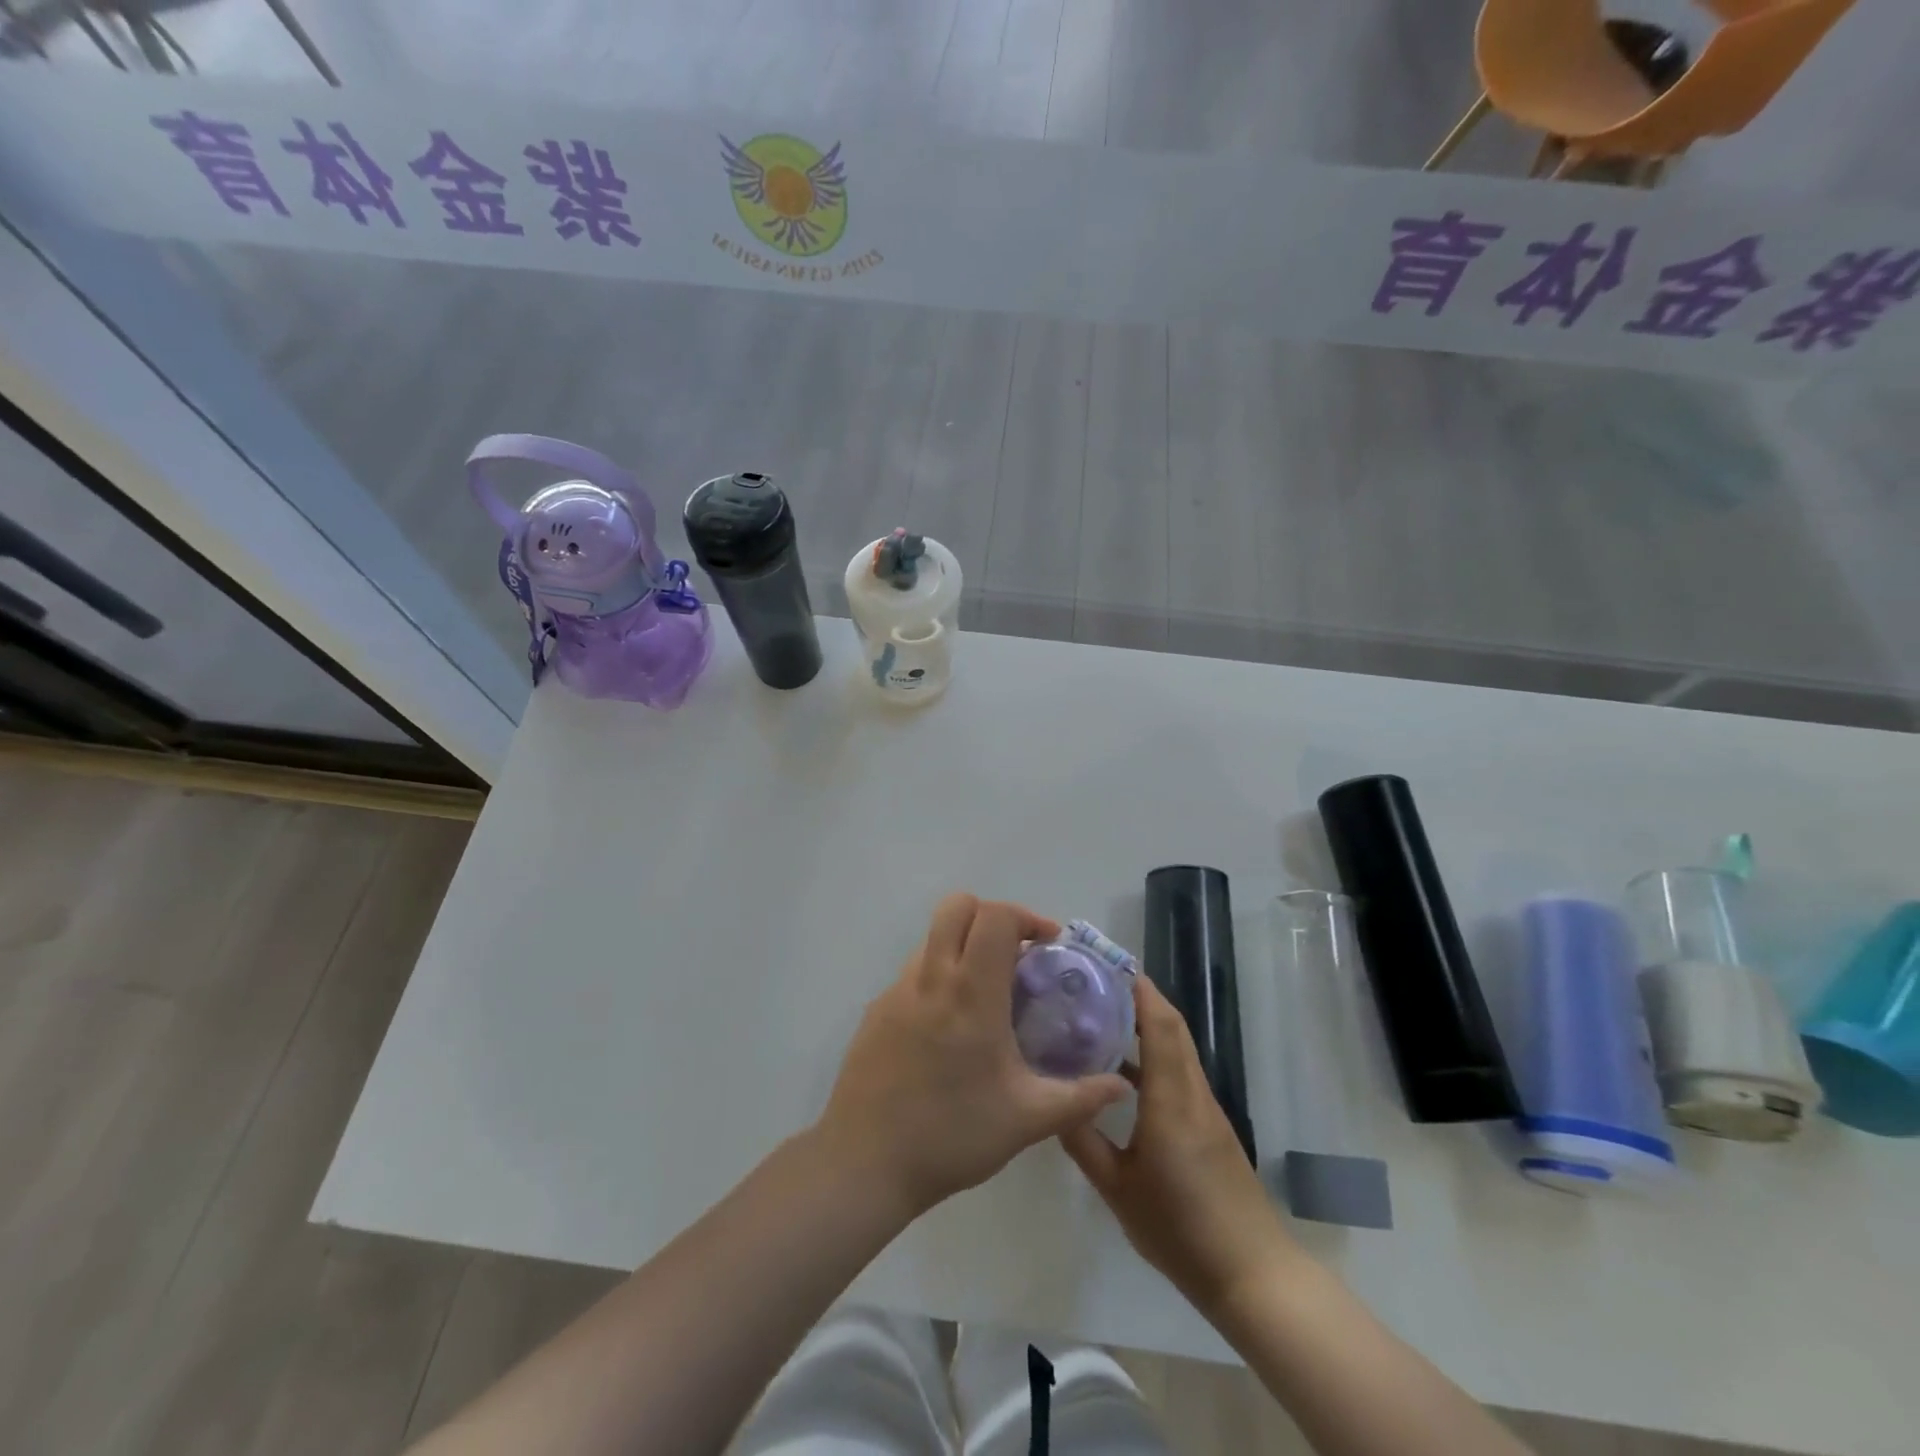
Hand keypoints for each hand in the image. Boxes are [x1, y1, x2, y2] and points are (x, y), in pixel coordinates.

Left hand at [816, 894, 1129, 1219]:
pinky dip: (939, 975)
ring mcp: (898, 990)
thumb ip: (1079, 1097)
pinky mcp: (877, 1009)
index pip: (995, 917)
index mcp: (971, 993)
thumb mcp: (1026, 1120)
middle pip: (957, 906)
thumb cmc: (952, 1135)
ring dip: (963, 945)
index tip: (1046, 945)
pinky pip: (914, 970)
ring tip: (987, 991)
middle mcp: (931, 977)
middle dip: (992, 916)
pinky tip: (950, 1026)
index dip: (1025, 917)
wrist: (865, 1162)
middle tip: (1016, 954)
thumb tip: (1121, 1087)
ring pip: (933, 937)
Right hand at [1062, 976, 1297, 1317]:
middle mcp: (1193, 1093)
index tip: (1108, 966)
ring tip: (1101, 1018)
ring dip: (1147, 1024)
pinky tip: (1122, 1072)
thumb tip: (1053, 1102)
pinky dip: (1154, 1055)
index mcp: (1171, 1099)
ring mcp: (1205, 1109)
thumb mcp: (1117, 1189)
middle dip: (1139, 997)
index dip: (1139, 990)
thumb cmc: (1180, 1230)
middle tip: (1095, 984)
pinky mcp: (1209, 1127)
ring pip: (1177, 1049)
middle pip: (1172, 1027)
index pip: (1161, 1025)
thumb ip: (1084, 1141)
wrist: (1251, 1275)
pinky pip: (1180, 1072)